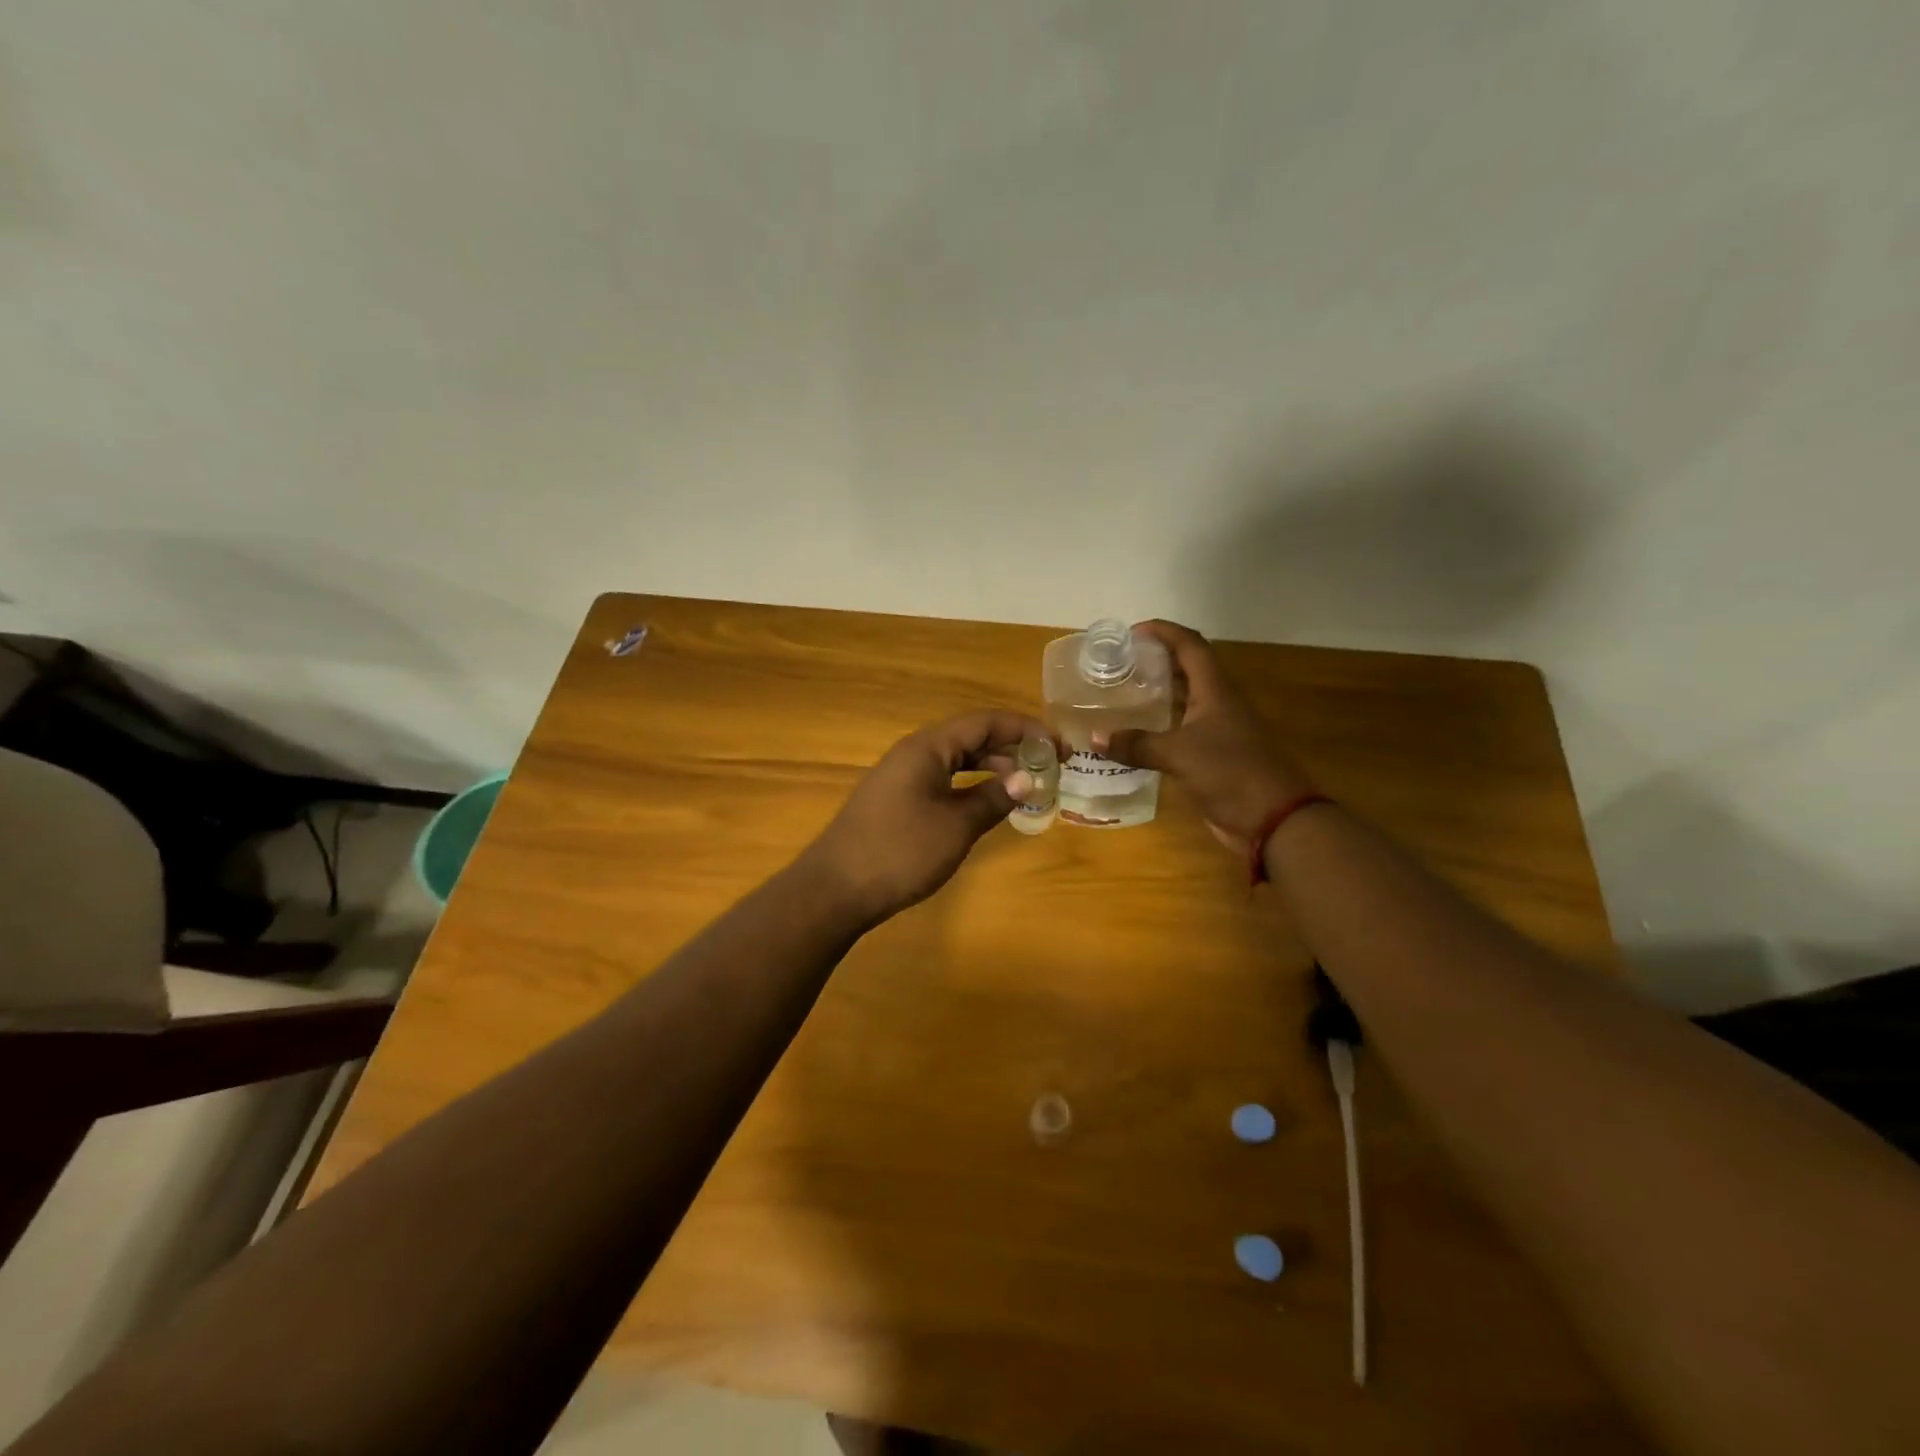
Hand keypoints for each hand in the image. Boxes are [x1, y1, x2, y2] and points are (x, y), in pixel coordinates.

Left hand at [800, 711, 1052, 925]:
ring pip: (956, 760)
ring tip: (1026, 786)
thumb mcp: (956, 826)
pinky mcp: (896, 799)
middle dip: (1011, 748)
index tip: (1058, 745)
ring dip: (991, 768)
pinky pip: (942, 779)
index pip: (985, 722)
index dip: (1025, 729)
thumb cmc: (900, 851)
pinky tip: (986, 804)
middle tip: (1049, 766)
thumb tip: (1028, 779)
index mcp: (928, 747)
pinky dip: (969, 785)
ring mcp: (902, 776)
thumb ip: (993, 799)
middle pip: (970, 737)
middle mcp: (914, 752)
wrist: (835, 888)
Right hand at [1099, 620, 1316, 852]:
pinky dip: (1159, 726)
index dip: (1164, 632)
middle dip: (1157, 660)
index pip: (1190, 646)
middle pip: (1188, 669)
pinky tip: (1135, 734)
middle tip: (1120, 662)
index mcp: (1215, 691)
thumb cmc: (1231, 773)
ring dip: (1157, 693)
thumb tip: (1096, 738)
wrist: (1272, 819)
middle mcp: (1218, 703)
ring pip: (1185, 700)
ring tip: (1122, 692)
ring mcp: (1218, 730)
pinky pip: (1181, 730)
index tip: (1133, 631)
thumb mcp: (1180, 755)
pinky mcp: (1213, 755)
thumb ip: (1138, 745)